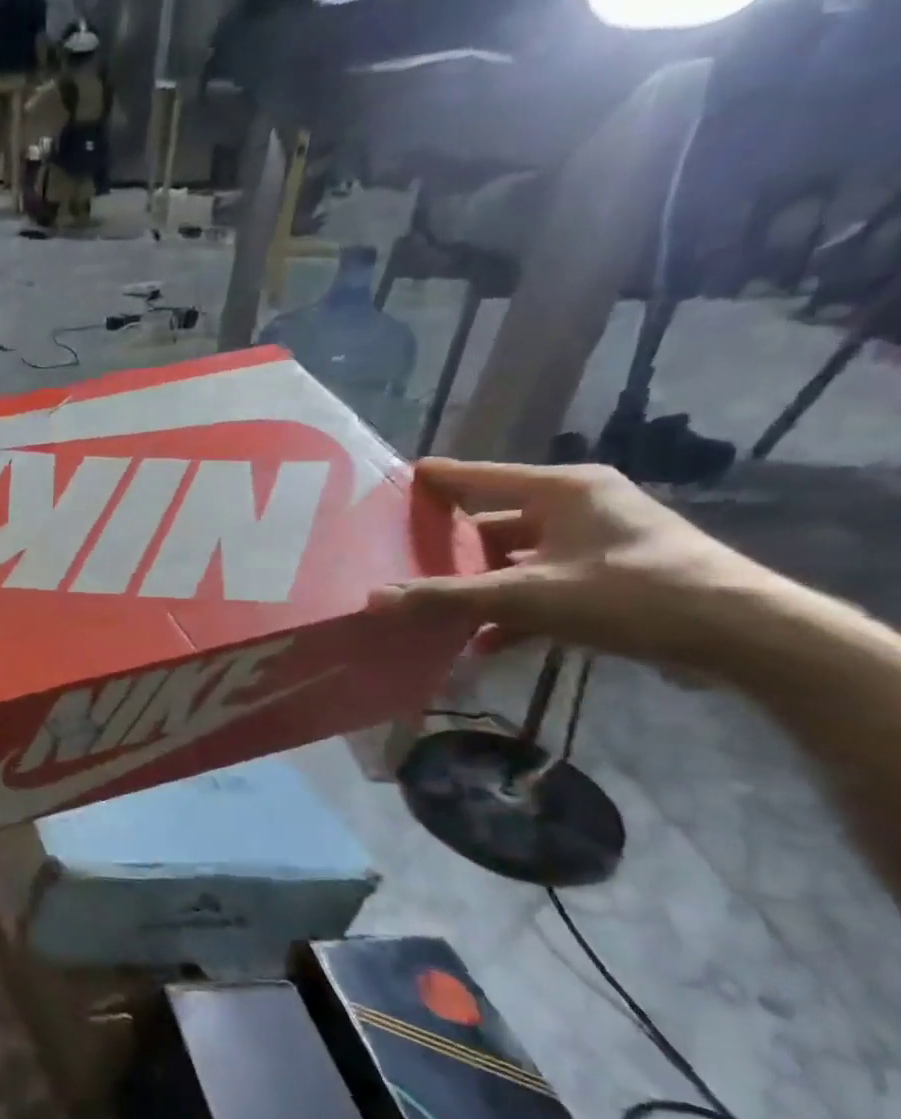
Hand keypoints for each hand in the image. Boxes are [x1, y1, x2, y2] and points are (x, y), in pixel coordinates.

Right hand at [368, 458, 774, 667]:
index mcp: (562, 490)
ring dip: (481, 588)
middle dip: (451, 552)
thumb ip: (446, 597)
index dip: (437, 479)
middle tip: (403, 565)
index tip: (395, 480)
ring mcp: (599, 543)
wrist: (745, 635)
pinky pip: (546, 586)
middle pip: (495, 524)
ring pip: (518, 560)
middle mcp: (580, 506)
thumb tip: (372, 600)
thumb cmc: (630, 594)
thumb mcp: (527, 596)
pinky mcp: (614, 578)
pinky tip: (484, 641)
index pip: (480, 476)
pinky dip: (516, 611)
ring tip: (434, 608)